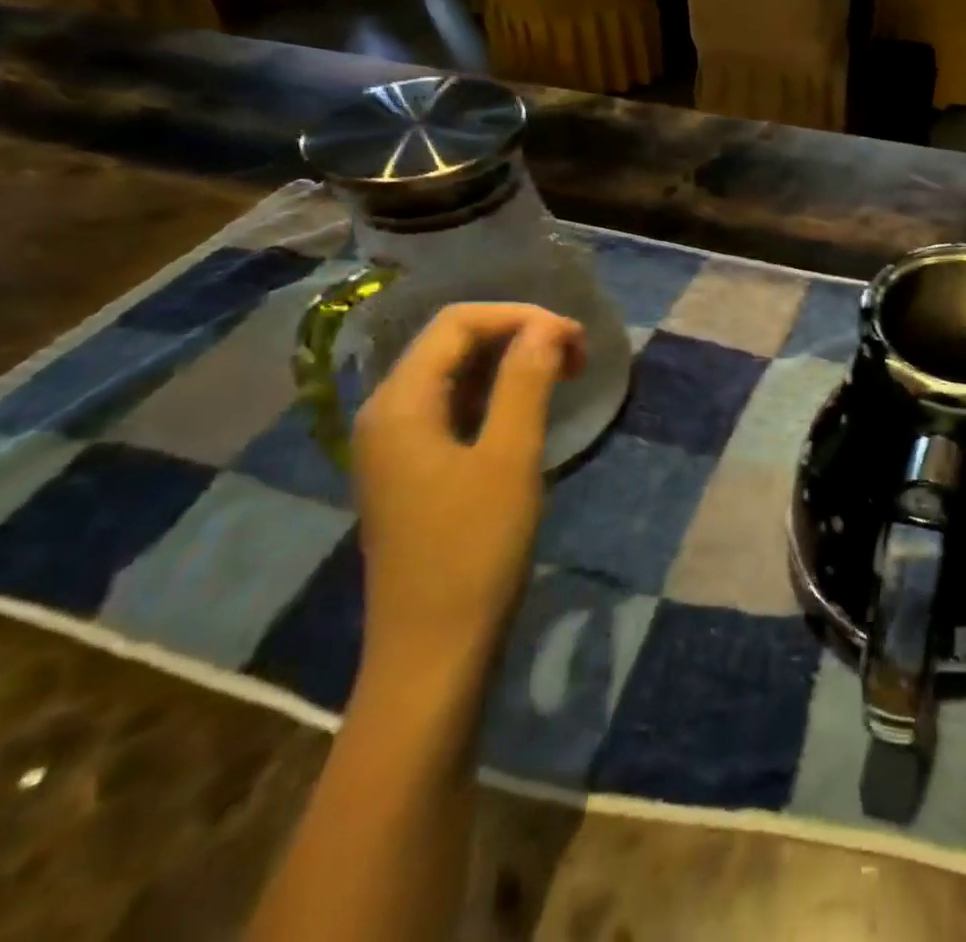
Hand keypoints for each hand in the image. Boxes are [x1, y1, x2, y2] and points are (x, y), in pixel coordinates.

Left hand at [351, 304, 584, 673]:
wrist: (433, 648)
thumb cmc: (474, 548)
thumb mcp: (509, 457)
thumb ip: (525, 381)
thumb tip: (548, 326)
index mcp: (400, 404)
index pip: (458, 323)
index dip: (520, 317)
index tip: (575, 338)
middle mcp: (388, 413)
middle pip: (453, 343)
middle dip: (518, 335)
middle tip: (577, 355)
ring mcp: (397, 443)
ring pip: (455, 374)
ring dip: (511, 362)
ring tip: (564, 374)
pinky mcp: (414, 469)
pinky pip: (455, 407)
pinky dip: (497, 394)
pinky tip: (531, 407)